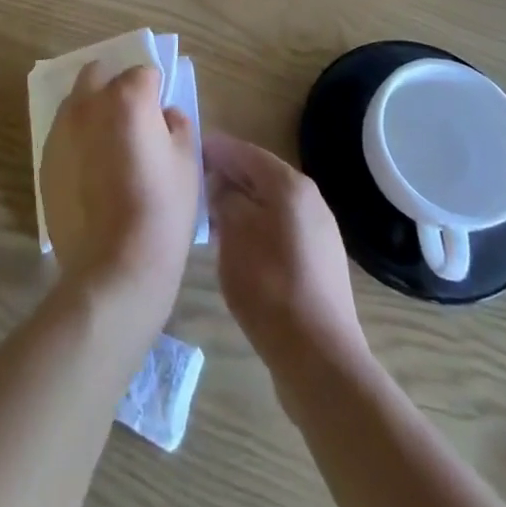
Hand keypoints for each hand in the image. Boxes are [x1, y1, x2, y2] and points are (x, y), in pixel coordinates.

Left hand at [41, 63, 198, 318]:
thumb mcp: (187, 161)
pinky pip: (64, 134)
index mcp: (127, 97)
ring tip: (110, 146)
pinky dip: (78, 140)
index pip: (143, 72)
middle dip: (116, 86)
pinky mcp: (46, 158)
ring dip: (93, 110)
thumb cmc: (162, 210)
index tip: (161, 116)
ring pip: (77, 101)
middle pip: (99, 74)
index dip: (155, 91)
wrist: (115, 266)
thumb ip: (177, 124)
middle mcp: (88, 103)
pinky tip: (92, 172)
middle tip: (133, 119)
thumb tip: (163, 114)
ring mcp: (61, 130)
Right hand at [204, 134, 365, 372]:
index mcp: (289, 184)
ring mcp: (319, 231)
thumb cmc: (269, 285)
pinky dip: (257, 228)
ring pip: (270, 204)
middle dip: (226, 177)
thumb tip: (221, 183)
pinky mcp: (320, 262)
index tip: (184, 153)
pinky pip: (281, 229)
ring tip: (210, 219)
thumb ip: (223, 196)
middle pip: (259, 175)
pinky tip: (238, 249)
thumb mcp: (233, 232)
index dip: (213, 149)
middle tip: (193, 188)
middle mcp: (309, 199)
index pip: (243, 151)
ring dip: (240, 205)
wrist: (319, 357)